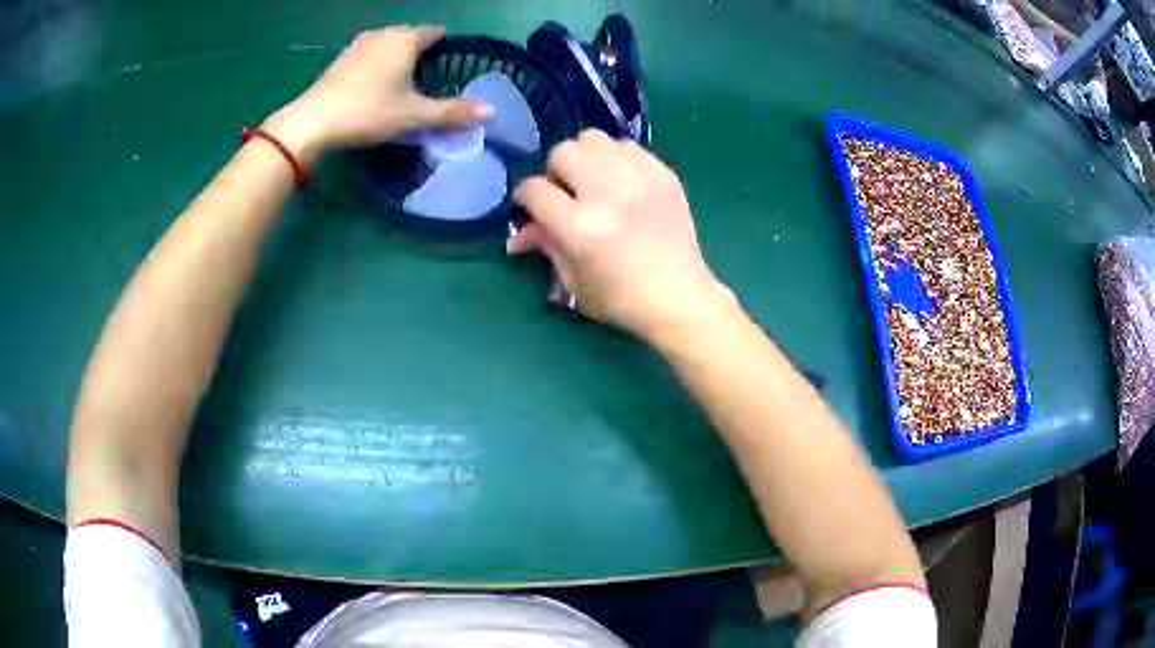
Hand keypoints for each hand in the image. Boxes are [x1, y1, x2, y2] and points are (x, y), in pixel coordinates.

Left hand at [263, 26, 492, 164]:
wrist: (312, 122)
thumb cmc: (368, 111)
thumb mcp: (414, 115)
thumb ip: (452, 111)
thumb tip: (490, 111)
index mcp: (405, 39)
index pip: (435, 32)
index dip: (445, 46)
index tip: (450, 65)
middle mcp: (383, 34)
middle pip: (411, 37)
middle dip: (422, 53)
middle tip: (429, 80)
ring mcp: (358, 45)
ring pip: (388, 45)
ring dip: (397, 59)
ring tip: (403, 85)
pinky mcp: (340, 60)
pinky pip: (369, 55)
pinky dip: (377, 66)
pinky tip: (375, 88)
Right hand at [508, 129, 733, 342]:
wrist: (680, 297)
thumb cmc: (622, 299)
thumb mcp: (574, 281)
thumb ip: (545, 245)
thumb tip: (519, 233)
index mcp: (582, 228)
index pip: (535, 190)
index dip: (524, 196)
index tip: (529, 205)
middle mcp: (608, 195)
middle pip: (564, 152)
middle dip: (556, 171)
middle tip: (566, 192)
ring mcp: (640, 180)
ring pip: (595, 139)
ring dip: (586, 158)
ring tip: (595, 182)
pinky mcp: (664, 175)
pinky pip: (629, 147)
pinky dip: (617, 159)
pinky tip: (622, 183)